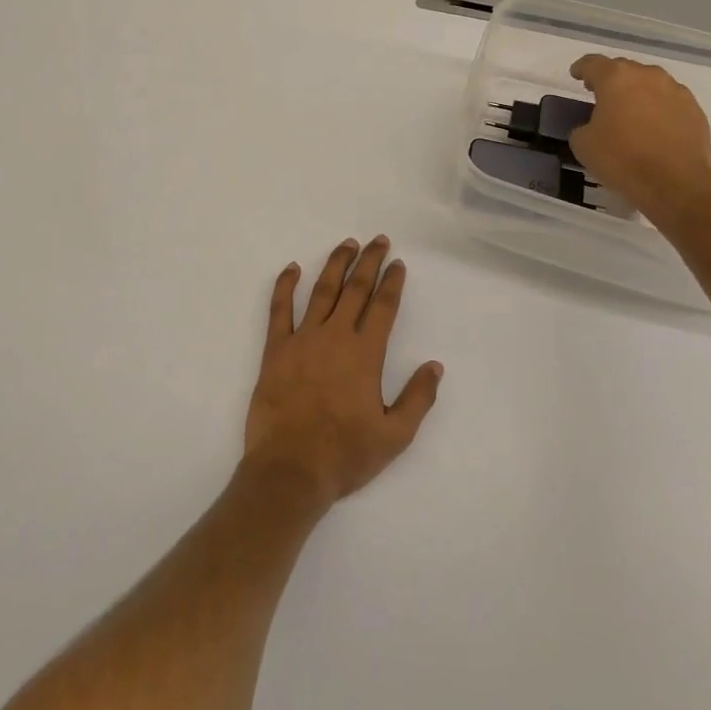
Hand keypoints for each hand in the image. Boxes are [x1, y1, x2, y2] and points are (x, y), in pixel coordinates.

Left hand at [243, 237, 442, 507]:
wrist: (290, 469)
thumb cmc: (345, 454)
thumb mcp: (394, 435)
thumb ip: (418, 398)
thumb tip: (435, 366)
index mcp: (365, 354)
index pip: (383, 307)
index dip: (392, 282)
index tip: (398, 263)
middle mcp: (336, 336)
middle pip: (355, 289)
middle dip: (369, 262)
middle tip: (378, 240)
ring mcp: (303, 339)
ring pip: (321, 291)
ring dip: (336, 264)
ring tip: (347, 244)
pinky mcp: (276, 349)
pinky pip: (279, 309)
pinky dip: (285, 285)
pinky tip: (292, 268)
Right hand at [568, 55, 710, 219]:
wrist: (676, 183)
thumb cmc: (622, 159)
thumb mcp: (583, 144)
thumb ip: (582, 126)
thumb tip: (592, 126)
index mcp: (616, 78)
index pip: (593, 63)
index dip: (582, 68)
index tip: (576, 75)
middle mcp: (648, 76)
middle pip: (624, 69)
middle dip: (611, 80)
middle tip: (601, 97)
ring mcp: (676, 91)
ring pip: (650, 83)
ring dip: (638, 93)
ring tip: (631, 113)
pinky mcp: (695, 110)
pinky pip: (670, 101)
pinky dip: (659, 109)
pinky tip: (654, 128)